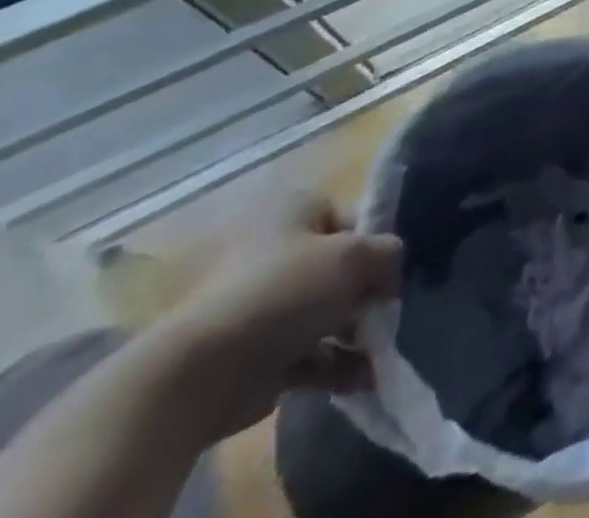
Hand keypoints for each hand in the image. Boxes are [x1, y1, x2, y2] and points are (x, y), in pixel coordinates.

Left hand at [152, 193, 401, 440]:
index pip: (346, 216)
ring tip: (379, 351)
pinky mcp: (244, 355)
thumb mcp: (356, 256)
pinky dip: (331, 364)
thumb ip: (387, 253)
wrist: (198, 376)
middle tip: (386, 310)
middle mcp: (265, 251)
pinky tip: (360, 378)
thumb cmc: (283, 292)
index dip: (373, 240)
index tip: (390, 267)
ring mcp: (250, 306)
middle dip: (362, 291)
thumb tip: (389, 270)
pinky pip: (300, 352)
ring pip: (317, 312)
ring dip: (352, 331)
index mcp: (286, 211)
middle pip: (331, 266)